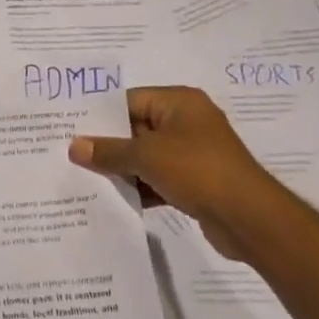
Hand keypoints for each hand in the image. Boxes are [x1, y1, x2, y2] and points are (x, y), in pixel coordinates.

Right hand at [68, 86, 279, 256]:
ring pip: (146, 156)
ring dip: (122, 168)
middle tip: (71, 155)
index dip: (99, 115)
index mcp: (179, 102)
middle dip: (108, 144)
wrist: (249, 218)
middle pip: (136, 128)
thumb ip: (108, 151)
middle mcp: (186, 122)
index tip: (70, 128)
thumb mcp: (146, 156)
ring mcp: (193, 153)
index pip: (129, 100)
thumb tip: (74, 146)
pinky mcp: (195, 181)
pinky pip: (158, 177)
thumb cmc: (197, 170)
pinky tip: (114, 199)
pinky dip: (140, 186)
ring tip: (85, 178)